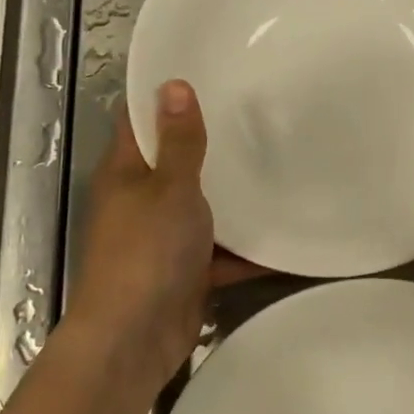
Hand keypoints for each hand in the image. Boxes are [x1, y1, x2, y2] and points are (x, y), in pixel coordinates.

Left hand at [59, 80, 260, 397]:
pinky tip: (287, 236)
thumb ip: (179, 142)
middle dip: (212, 145)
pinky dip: (247, 249)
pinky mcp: (185, 272)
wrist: (134, 340)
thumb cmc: (146, 252)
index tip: (207, 73)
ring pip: (202, 207)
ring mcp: (163, 238)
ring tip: (281, 166)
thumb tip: (173, 84)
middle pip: (177, 163)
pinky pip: (221, 251)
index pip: (141, 121)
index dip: (165, 96)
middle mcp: (141, 201)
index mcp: (126, 172)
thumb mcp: (170, 188)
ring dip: (234, 198)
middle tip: (259, 115)